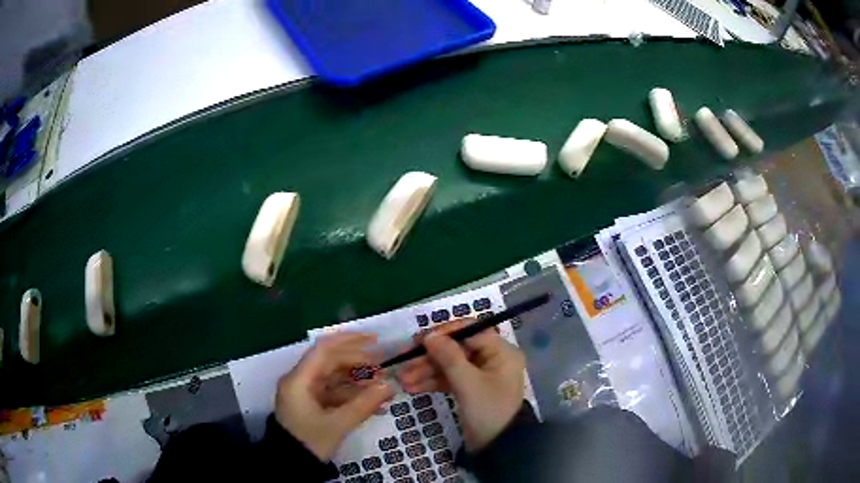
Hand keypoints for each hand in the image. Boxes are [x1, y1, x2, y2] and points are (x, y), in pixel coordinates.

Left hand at [275, 332, 393, 460]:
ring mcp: (306, 393)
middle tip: (384, 369)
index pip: (324, 350)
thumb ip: (363, 405)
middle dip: (358, 363)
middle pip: (331, 362)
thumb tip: (389, 386)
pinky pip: (335, 394)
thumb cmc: (309, 442)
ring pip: (335, 378)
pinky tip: (374, 404)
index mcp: (299, 380)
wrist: (291, 465)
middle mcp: (300, 381)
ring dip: (359, 382)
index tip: (374, 341)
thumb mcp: (337, 425)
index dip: (349, 341)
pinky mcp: (312, 405)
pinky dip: (353, 396)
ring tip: (383, 389)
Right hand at [397, 320, 524, 451]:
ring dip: (426, 371)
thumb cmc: (488, 411)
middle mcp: (492, 359)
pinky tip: (412, 388)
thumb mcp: (468, 384)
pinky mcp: (470, 388)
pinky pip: (449, 379)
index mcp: (501, 352)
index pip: (471, 331)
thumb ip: (449, 357)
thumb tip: (429, 335)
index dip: (445, 333)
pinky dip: (432, 382)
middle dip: (430, 358)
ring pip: (450, 365)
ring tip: (403, 380)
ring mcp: (480, 374)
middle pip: (456, 349)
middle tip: (403, 362)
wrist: (496, 447)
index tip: (419, 340)